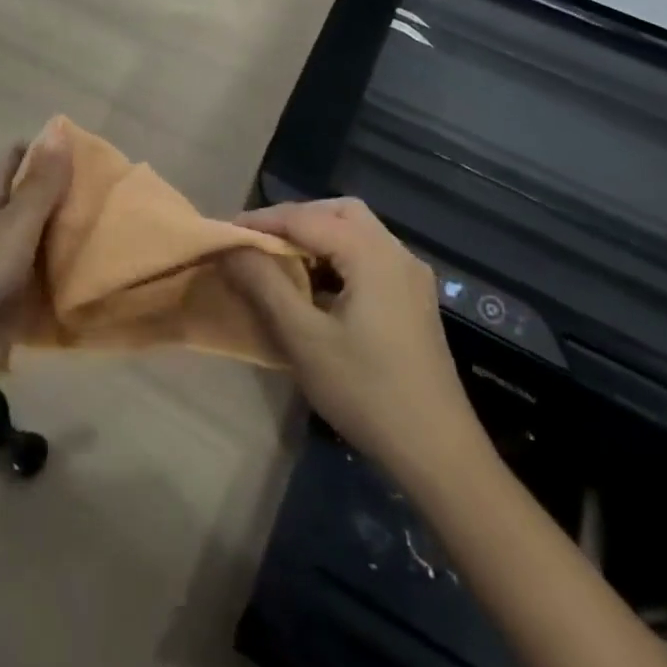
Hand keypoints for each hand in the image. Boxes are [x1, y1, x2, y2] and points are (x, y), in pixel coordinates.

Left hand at [0, 125, 73, 389]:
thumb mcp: (16, 226)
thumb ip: (41, 183)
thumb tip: (60, 128)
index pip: (18, 153)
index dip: (50, 157)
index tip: (85, 176)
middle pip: (16, 195)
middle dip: (50, 206)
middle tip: (88, 221)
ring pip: (9, 234)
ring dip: (37, 245)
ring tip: (74, 259)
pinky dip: (18, 278)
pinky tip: (39, 296)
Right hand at [224, 198, 477, 475]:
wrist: (440, 455)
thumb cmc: (367, 392)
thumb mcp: (304, 339)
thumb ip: (264, 284)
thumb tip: (231, 247)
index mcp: (370, 253)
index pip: (305, 217)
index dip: (262, 220)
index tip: (226, 232)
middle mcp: (395, 252)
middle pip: (337, 212)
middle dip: (295, 220)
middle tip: (259, 242)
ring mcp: (411, 276)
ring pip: (356, 231)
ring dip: (317, 237)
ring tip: (282, 263)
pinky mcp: (414, 300)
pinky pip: (369, 256)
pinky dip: (338, 256)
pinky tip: (318, 288)